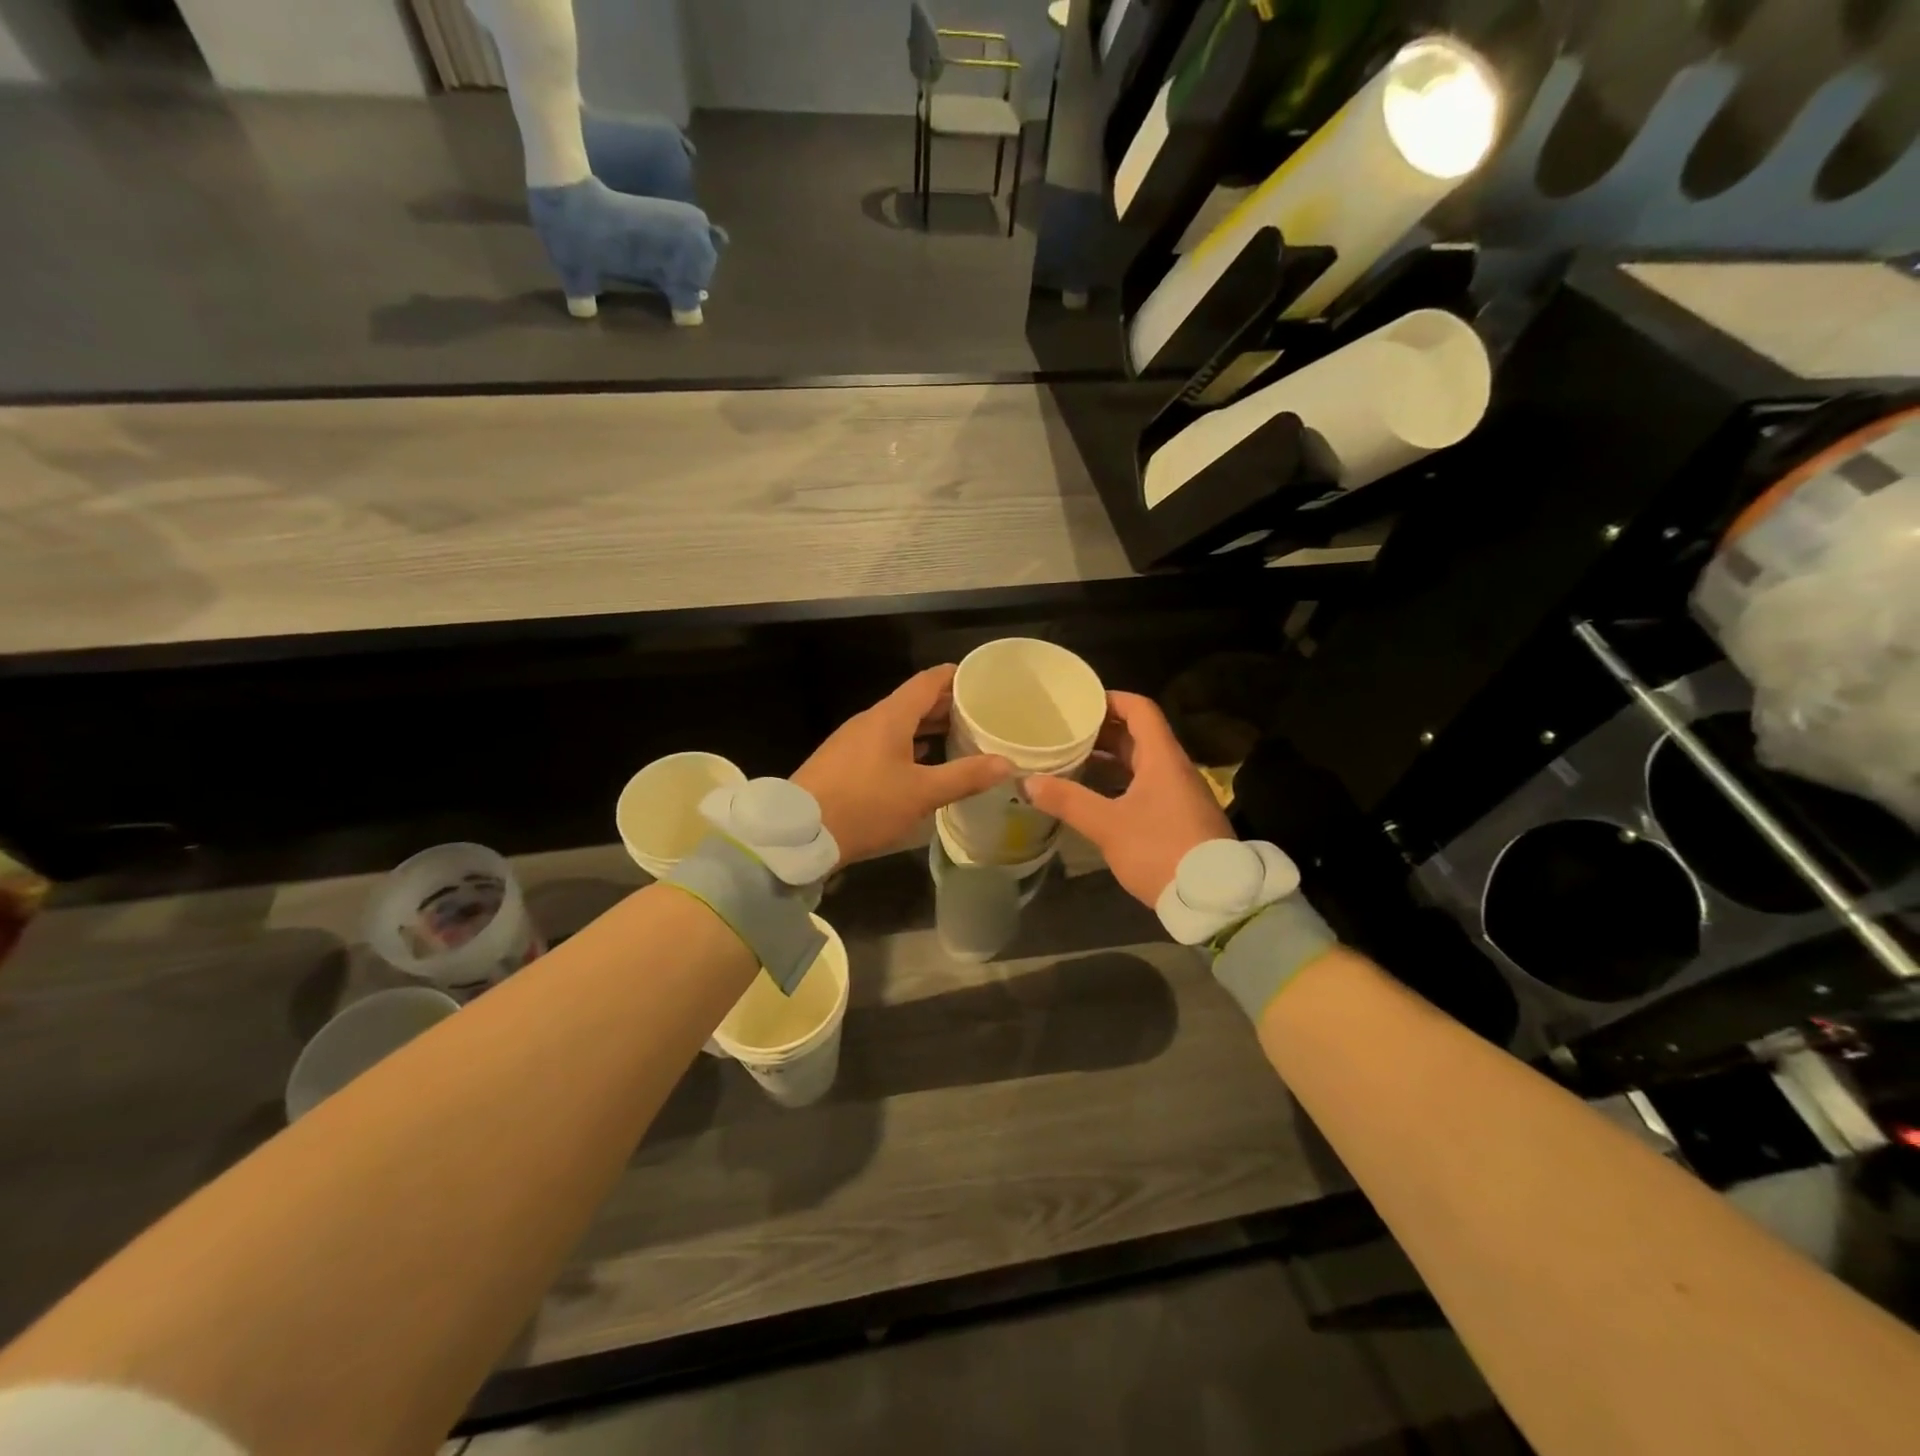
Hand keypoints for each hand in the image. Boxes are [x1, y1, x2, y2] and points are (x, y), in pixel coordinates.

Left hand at [794, 665, 1013, 866]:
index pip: (928, 680)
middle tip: (979, 713)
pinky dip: (908, 744)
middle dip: (946, 704)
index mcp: (890, 717)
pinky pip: (883, 741)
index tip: (982, 680)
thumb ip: (965, 776)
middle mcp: (870, 720)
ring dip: (927, 726)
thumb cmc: (865, 806)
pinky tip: (921, 762)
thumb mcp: (921, 794)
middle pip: (913, 700)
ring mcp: (853, 740)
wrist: (799, 833)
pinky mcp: (843, 761)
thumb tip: (1007, 763)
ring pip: (898, 723)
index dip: (956, 676)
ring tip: (958, 737)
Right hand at [1024, 692, 1231, 906]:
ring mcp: (1179, 793)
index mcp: (1162, 758)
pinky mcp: (1180, 816)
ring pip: (1142, 762)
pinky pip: (1147, 785)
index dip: (1111, 699)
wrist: (1213, 898)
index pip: (1140, 709)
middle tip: (1066, 732)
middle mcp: (1174, 768)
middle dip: (1103, 730)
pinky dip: (1120, 782)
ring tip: (1073, 760)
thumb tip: (1028, 781)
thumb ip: (1069, 801)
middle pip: (1139, 735)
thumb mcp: (1109, 826)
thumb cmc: (1160, 850)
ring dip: (1110, 758)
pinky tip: (1096, 796)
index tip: (1079, 702)